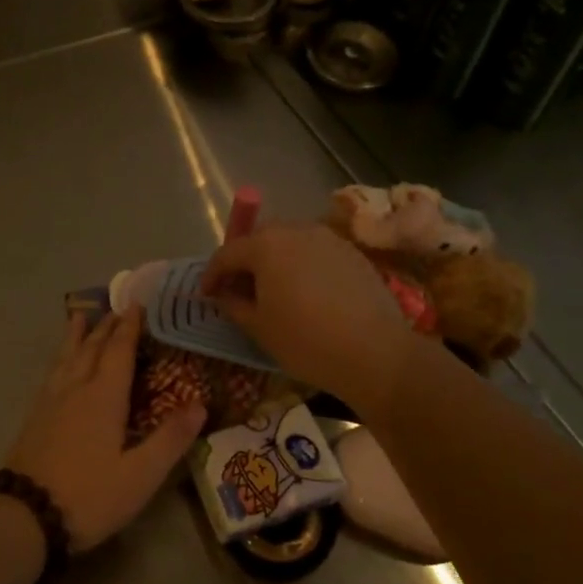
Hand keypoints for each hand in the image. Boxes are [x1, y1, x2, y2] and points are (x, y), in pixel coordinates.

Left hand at [7, 306, 205, 551]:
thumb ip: (170, 439)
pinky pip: (51, 373)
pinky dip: (60, 357)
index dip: (129, 327)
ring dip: (76, 335)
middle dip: (106, 327)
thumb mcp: (140, 475)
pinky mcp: (34, 417)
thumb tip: (200, 404)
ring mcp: (50, 401)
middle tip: (116, 307)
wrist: (23, 515)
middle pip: (92, 348)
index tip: (136, 304)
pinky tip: (58, 366)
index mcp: (104, 397)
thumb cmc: (89, 495)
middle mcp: (76, 389)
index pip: (119, 351)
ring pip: (66, 357)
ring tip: (79, 316)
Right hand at [201, 223, 413, 405]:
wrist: (376, 353)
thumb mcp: (259, 327)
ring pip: (289, 242)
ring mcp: (327, 238)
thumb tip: (224, 294)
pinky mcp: (352, 251)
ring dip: (274, 261)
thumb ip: (233, 304)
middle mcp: (295, 230)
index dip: (211, 274)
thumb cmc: (306, 340)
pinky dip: (302, 266)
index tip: (206, 295)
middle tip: (238, 290)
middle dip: (244, 262)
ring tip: (273, 291)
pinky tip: (306, 293)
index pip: (227, 253)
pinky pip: (315, 252)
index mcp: (265, 245)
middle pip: (258, 240)